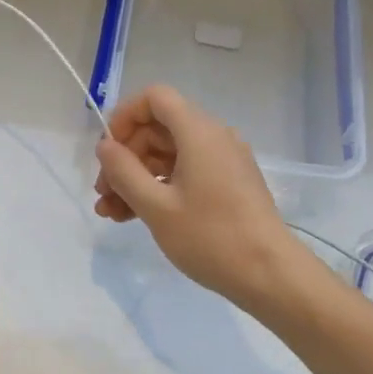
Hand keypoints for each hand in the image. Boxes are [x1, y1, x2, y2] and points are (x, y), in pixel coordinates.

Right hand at [92, 85, 333, 311]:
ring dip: (136, 178)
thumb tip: (105, 146)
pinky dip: (158, 188)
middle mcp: (213, 137)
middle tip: (103, 193)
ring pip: (167, 156)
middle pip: (158, 129)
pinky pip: (184, 173)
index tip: (108, 150)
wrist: (270, 275)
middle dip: (125, 158)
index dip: (125, 116)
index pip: (156, 97)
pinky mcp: (227, 185)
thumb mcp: (155, 206)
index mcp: (198, 132)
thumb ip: (123, 171)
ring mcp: (222, 162)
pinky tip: (134, 216)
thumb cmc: (210, 236)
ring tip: (111, 213)